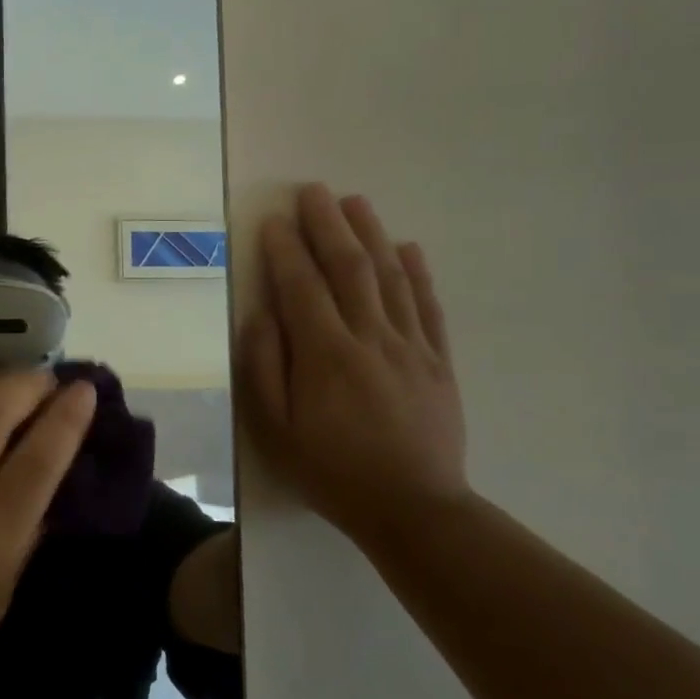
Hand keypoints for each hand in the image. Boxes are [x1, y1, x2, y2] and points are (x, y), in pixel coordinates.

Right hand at [238, 184, 467, 542]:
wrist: (413, 508)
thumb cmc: (330, 469)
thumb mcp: (275, 428)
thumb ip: (264, 367)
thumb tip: (261, 314)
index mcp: (325, 354)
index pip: (302, 286)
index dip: (285, 250)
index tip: (273, 220)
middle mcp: (370, 338)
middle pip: (349, 268)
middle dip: (328, 225)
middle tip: (313, 190)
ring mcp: (411, 347)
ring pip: (389, 277)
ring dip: (371, 235)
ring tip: (355, 202)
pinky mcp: (438, 361)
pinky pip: (427, 306)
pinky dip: (417, 273)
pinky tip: (408, 248)